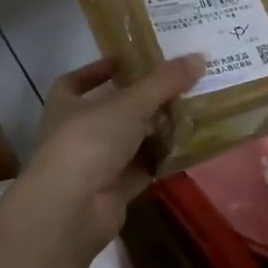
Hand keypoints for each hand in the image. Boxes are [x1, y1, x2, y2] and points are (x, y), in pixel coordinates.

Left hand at [22, 54, 205, 255]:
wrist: (71, 211)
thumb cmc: (89, 142)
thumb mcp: (130, 103)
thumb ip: (165, 81)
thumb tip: (200, 57)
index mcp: (66, 106)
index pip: (77, 81)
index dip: (99, 70)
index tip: (128, 61)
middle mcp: (77, 133)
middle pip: (113, 110)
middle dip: (143, 99)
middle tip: (177, 83)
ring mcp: (95, 164)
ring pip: (131, 140)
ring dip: (157, 129)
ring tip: (191, 110)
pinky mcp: (114, 190)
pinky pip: (144, 167)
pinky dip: (163, 158)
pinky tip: (189, 146)